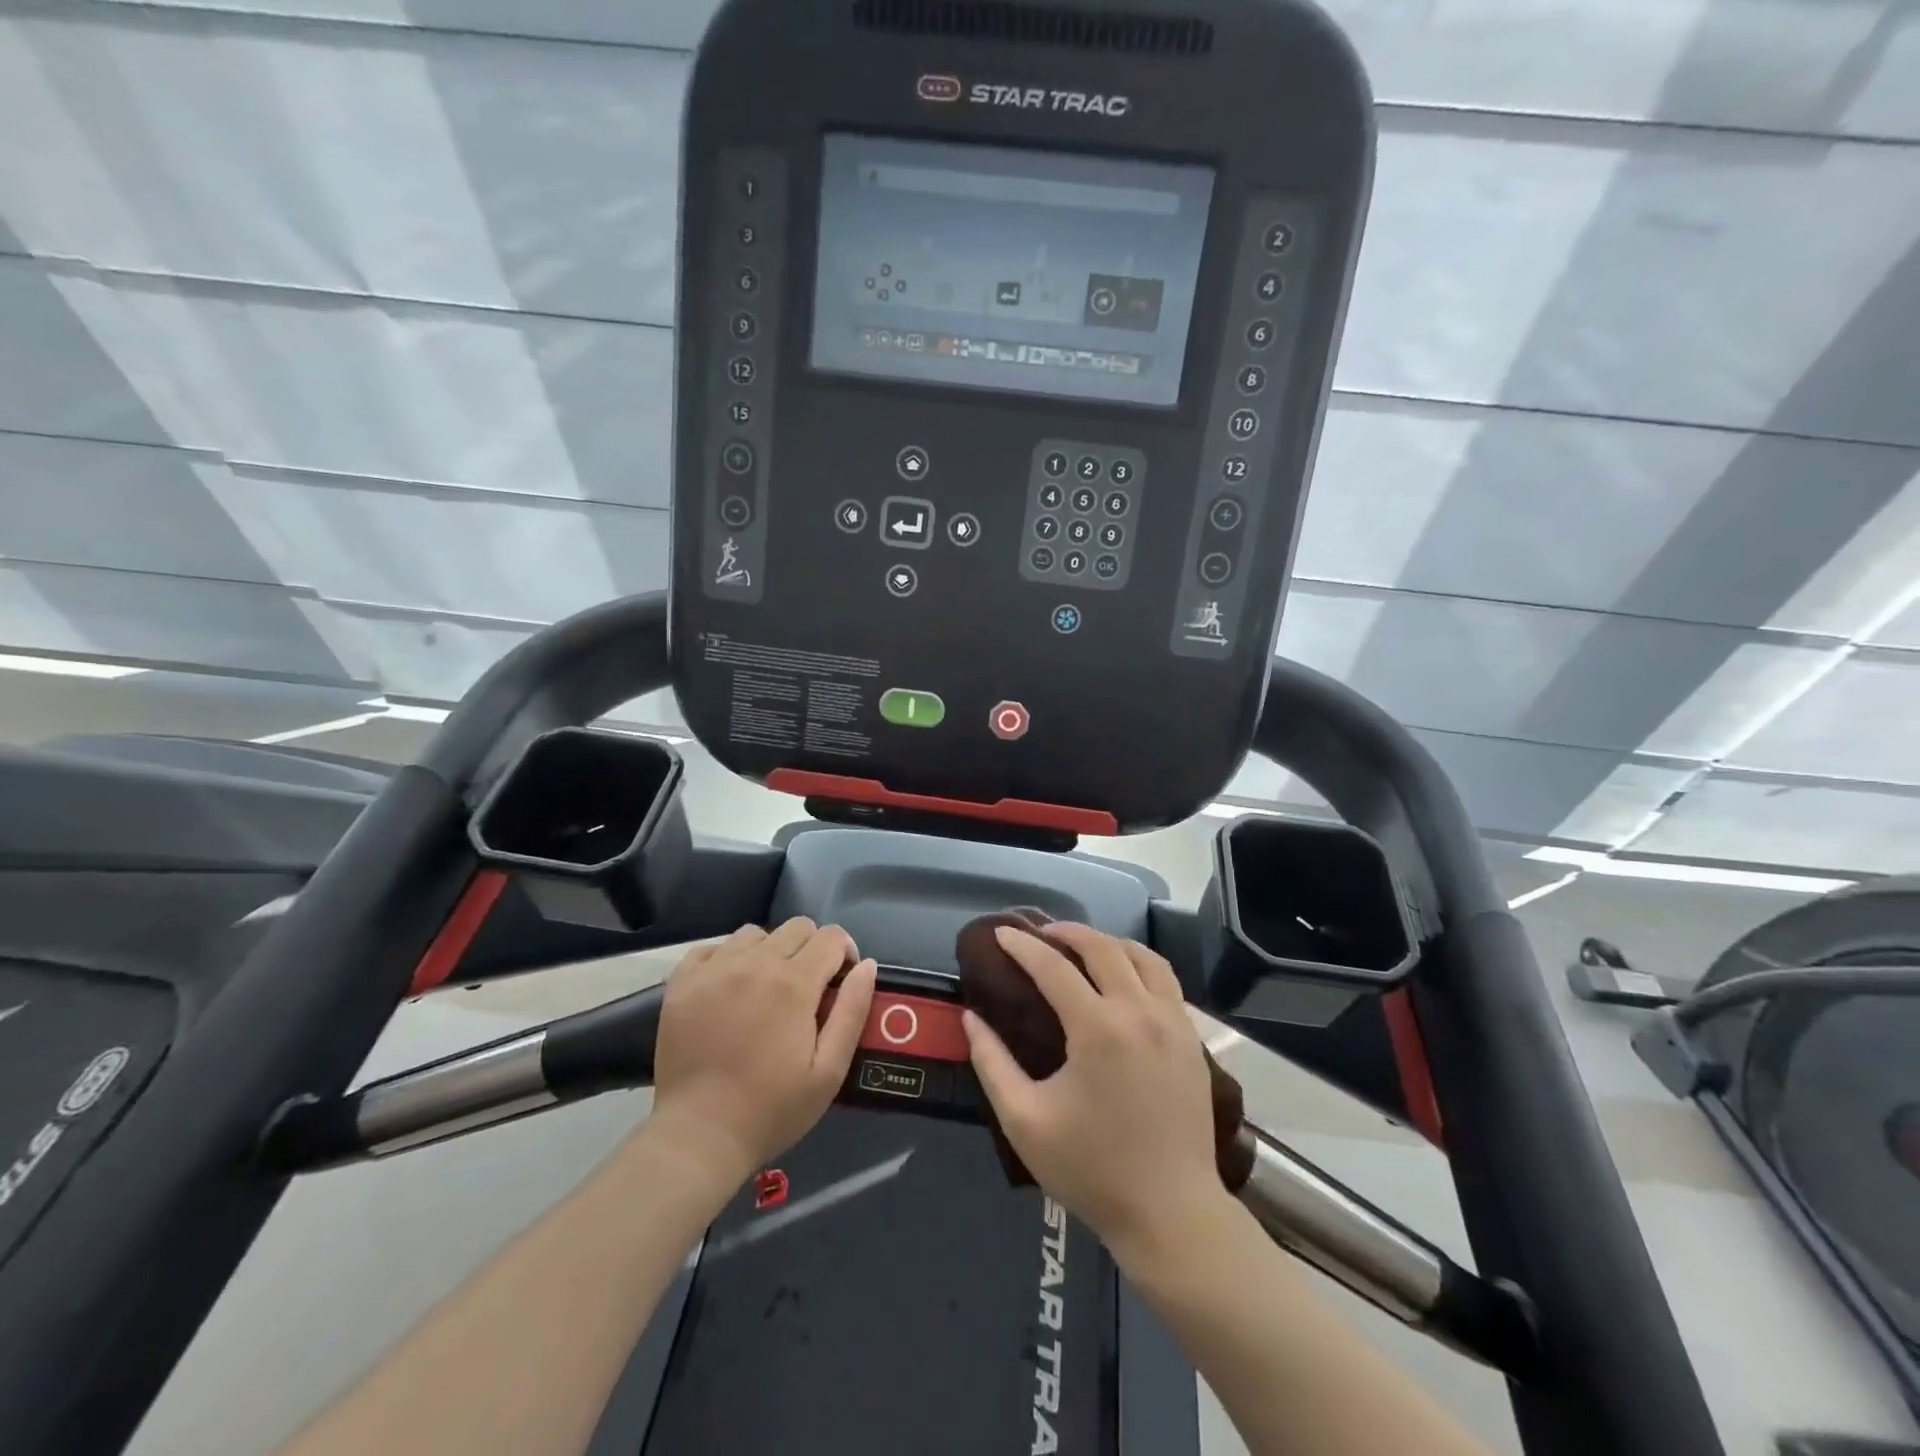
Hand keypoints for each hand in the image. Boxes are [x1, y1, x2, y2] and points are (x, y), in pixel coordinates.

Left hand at [649, 918, 876, 1184]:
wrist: (698, 1137)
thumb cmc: (772, 1109)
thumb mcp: (829, 1071)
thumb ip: (852, 1011)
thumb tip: (867, 965)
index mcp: (794, 983)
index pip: (831, 937)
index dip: (845, 953)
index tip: (840, 981)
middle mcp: (755, 963)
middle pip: (797, 927)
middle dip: (812, 948)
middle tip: (807, 988)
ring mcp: (714, 969)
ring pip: (755, 933)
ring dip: (770, 951)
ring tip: (766, 987)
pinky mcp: (682, 982)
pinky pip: (712, 948)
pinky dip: (727, 958)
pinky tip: (729, 987)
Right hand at [963, 923, 1226, 1259]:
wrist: (1171, 1213)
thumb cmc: (1091, 1169)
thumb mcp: (1024, 1121)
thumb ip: (992, 1064)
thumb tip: (971, 1019)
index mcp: (1098, 1029)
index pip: (1053, 967)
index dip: (1023, 946)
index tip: (1001, 932)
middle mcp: (1139, 1012)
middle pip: (1103, 948)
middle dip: (1067, 931)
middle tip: (1040, 934)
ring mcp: (1173, 1022)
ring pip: (1143, 956)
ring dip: (1109, 942)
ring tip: (1083, 947)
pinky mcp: (1191, 1038)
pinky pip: (1166, 981)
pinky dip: (1139, 964)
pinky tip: (1123, 979)